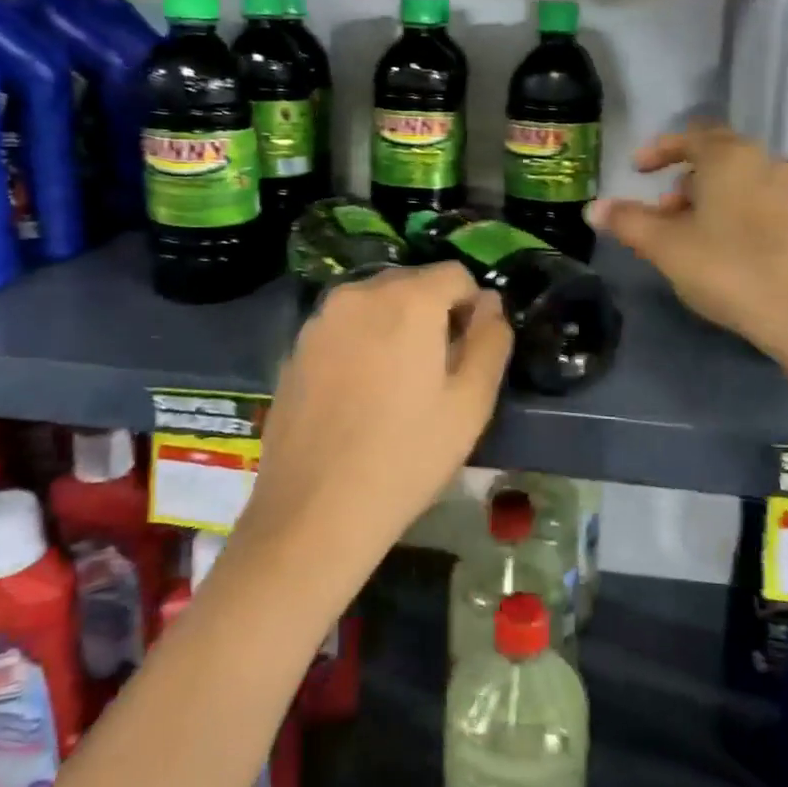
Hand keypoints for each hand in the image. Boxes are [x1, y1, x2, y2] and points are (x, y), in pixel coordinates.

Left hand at [240, 262, 511, 566]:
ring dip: (395, 326)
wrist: (315, 511)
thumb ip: (491, 340)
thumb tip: (490, 303)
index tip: (470, 352)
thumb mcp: (471, 402)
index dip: (473, 307)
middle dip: (433, 313)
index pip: (456, 274)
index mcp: (408, 299)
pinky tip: (359, 396)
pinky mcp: (296, 347)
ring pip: (376, 304)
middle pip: (413, 283)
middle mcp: (359, 293)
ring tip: (396, 385)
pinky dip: (361, 343)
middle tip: (437, 373)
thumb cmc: (407, 456)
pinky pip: (344, 327)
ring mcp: (321, 319)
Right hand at [588, 123, 787, 367]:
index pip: (689, 137)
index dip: (658, 150)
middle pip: (719, 159)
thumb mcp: (667, 248)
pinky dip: (742, 216)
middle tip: (664, 212)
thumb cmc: (732, 270)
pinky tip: (734, 253)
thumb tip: (592, 208)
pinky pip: (768, 206)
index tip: (638, 170)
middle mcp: (769, 163)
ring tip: (695, 237)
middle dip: (685, 180)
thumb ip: (628, 222)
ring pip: (745, 184)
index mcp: (731, 157)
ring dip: (714, 200)